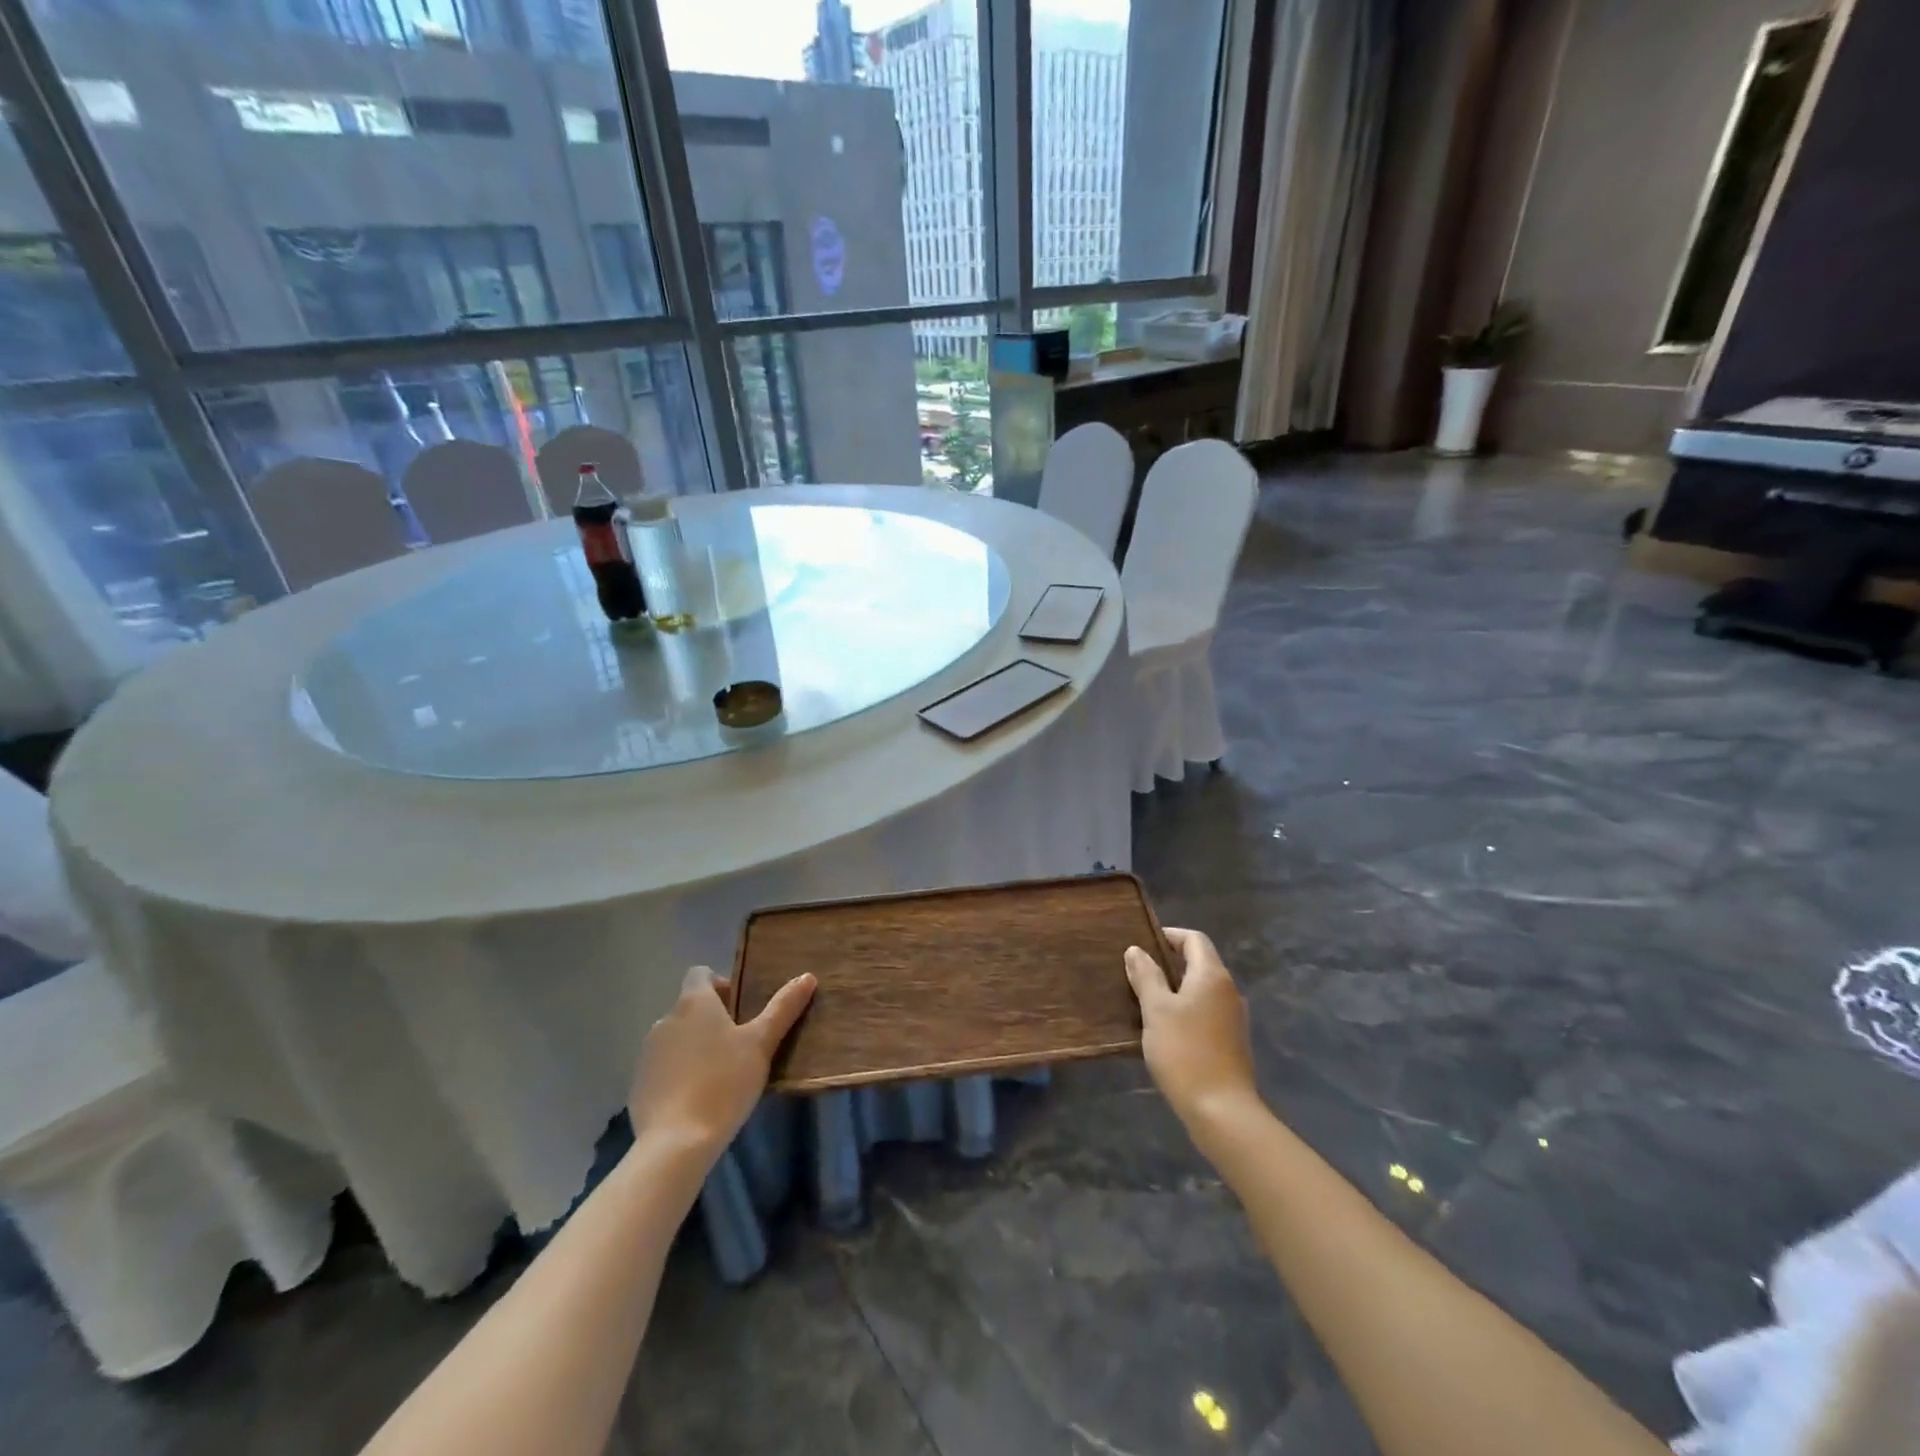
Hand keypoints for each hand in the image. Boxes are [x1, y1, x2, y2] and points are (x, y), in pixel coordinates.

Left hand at [628, 966, 814, 1157]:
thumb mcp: (762, 1043)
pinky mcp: (638, 1085)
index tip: (741, 1009)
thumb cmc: (724, 1082)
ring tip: (721, 1075)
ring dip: (695, 1047)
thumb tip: (807, 977)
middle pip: (690, 1007)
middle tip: (740, 1046)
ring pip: (677, 1038)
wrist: (676, 1143)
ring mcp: (647, 1053)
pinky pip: (663, 1068)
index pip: (700, 974)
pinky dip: (679, 1074)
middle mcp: (665, 1020)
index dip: (721, 984)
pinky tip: (697, 1099)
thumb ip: (783, 1008)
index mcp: (694, 1002)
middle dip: (713, 1020)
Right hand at [1125, 928, 1258, 1137]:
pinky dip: (1186, 1008)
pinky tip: (1166, 1027)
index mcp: (1212, 976)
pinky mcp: (1232, 1040)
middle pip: (1200, 962)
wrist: (1222, 1110)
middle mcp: (1228, 990)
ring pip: (1202, 988)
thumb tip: (1136, 950)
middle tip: (1138, 971)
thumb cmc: (1185, 1052)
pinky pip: (1207, 1010)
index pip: (1194, 939)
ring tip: (1146, 998)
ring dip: (1176, 987)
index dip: (1169, 935)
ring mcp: (1234, 1017)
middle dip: (1169, 961)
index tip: (1142, 943)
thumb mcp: (1156, 1010)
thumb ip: (1146, 976)